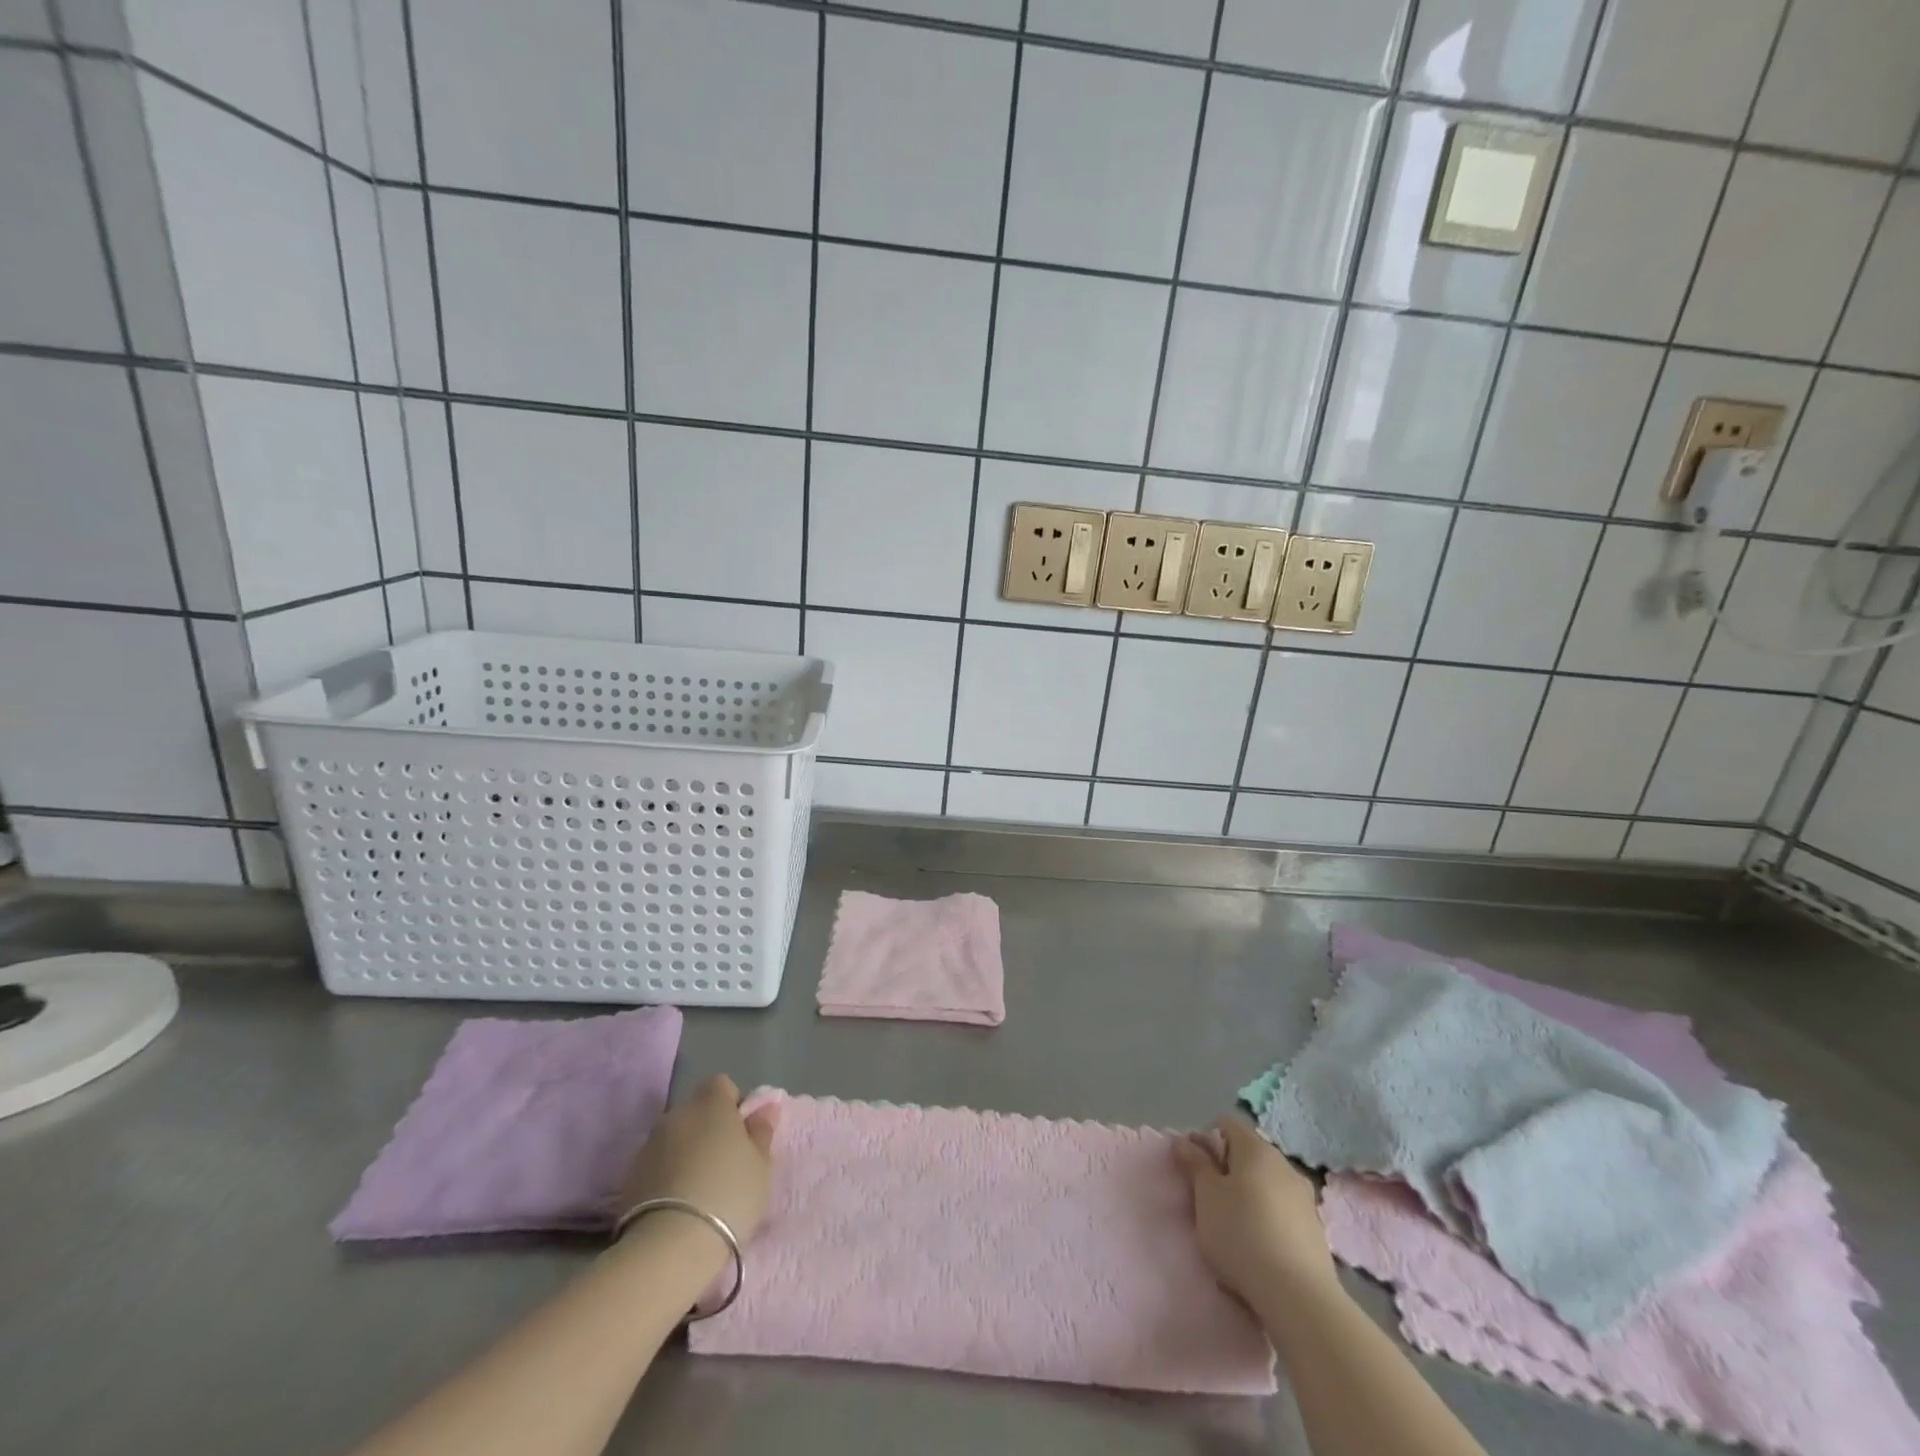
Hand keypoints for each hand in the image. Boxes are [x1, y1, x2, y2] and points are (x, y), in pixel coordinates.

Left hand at [618, 1075, 778, 1247]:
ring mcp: (649, 1145)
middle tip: (724, 1165)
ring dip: (686, 1153)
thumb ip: (762, 1131)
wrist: (670, 1247)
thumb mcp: (761, 1165)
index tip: (742, 1135)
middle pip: (696, 1112)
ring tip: (700, 1190)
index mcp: (711, 1104)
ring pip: (675, 1139)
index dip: (733, 1105)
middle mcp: (677, 1115)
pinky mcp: (630, 1178)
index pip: (721, 1085)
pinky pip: (657, 1165)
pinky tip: (678, 1205)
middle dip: (708, 1130)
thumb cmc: (729, 1195)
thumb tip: (766, 1107)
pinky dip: (667, 1176)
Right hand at [1174, 1114, 1336, 1306]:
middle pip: (1248, 1154)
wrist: (1299, 1298)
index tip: (1195, 1170)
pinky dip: (1268, 1219)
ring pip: (1267, 1184)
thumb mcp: (1205, 1196)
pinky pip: (1283, 1212)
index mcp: (1256, 1149)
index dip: (1205, 1140)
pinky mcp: (1316, 1231)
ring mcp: (1305, 1198)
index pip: (1225, 1125)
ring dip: (1249, 1196)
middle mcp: (1284, 1164)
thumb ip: (1194, 1164)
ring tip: (1235, 1228)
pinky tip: (1260, 1248)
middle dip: (1227, 1170)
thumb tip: (1184, 1140)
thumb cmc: (1241, 1235)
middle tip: (1210, 1201)